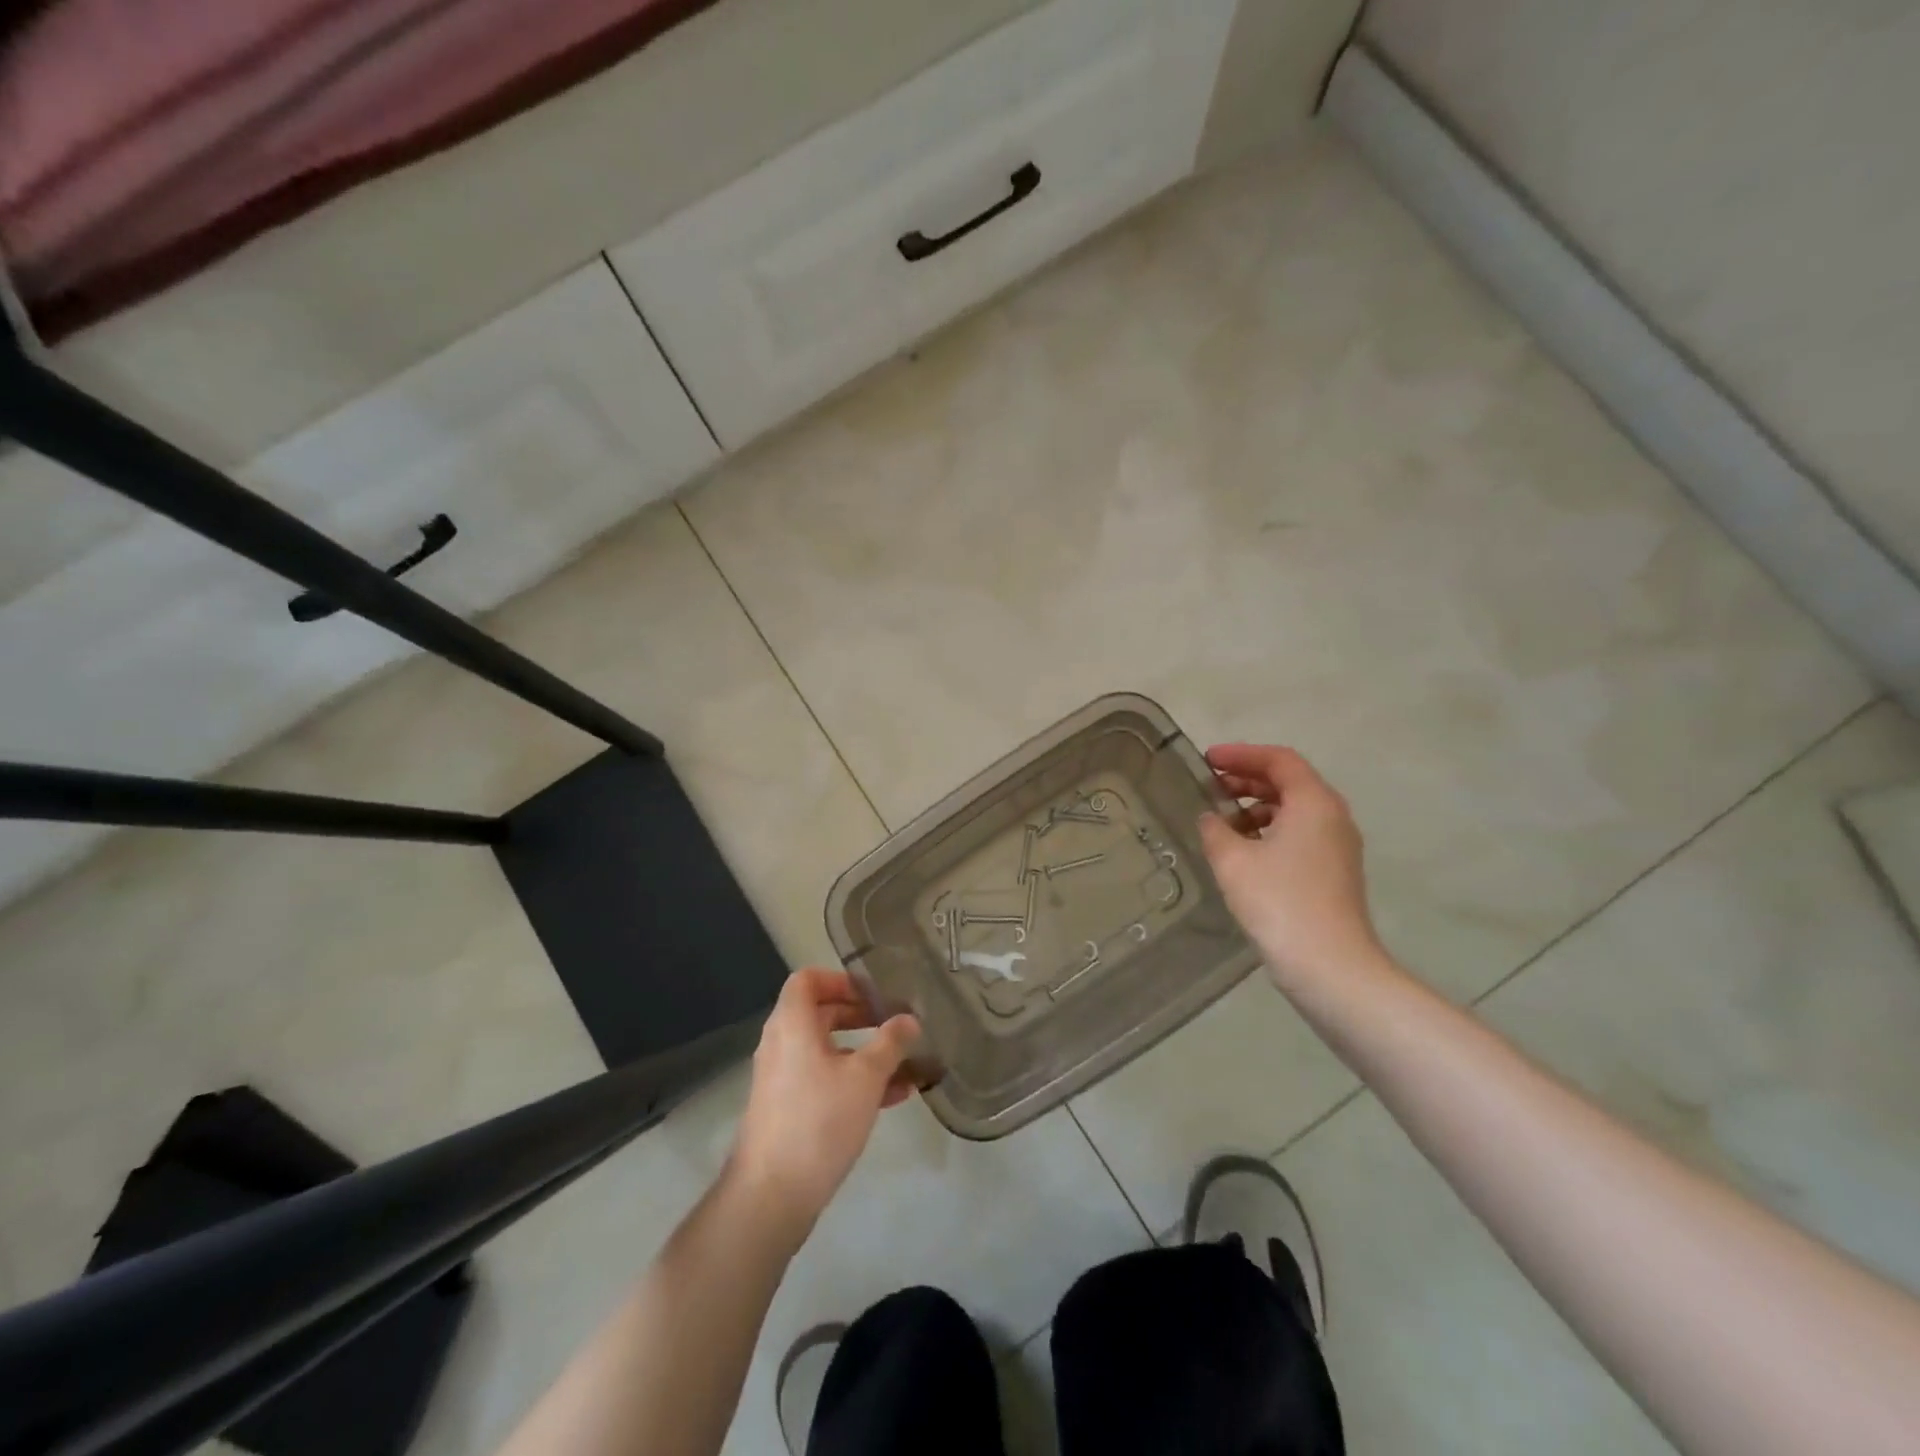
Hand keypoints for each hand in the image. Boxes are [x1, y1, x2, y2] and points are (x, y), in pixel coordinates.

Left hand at [727, 968, 919, 1242]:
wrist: (771, 1195)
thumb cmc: (819, 1120)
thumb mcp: (865, 1077)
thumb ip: (890, 1043)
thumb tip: (909, 1019)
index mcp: (792, 1024)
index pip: (808, 979)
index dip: (840, 979)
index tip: (873, 993)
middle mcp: (781, 1044)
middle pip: (819, 1013)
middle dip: (859, 1015)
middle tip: (892, 1023)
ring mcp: (782, 1079)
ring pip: (826, 1051)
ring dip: (863, 1052)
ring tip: (904, 1064)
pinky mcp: (787, 1109)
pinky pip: (823, 1079)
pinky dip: (852, 1080)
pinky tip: (893, 1098)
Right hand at [1198, 744, 1383, 991]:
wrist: (1329, 966)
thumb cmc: (1279, 902)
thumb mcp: (1233, 861)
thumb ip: (1215, 830)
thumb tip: (1210, 818)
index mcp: (1313, 802)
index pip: (1278, 760)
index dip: (1240, 754)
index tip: (1207, 759)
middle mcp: (1332, 816)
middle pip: (1289, 781)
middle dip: (1247, 779)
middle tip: (1209, 785)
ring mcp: (1338, 845)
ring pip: (1294, 809)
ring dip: (1256, 806)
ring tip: (1220, 819)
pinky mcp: (1334, 871)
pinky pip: (1299, 833)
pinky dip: (1269, 829)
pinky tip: (1242, 849)